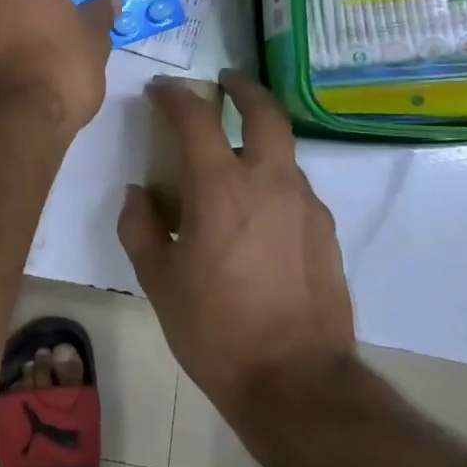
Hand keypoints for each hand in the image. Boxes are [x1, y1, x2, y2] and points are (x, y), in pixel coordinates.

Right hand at [117, 70, 356, 413]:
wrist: (296, 382)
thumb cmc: (214, 328)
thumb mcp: (157, 279)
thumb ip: (140, 226)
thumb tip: (140, 194)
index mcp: (220, 189)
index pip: (196, 120)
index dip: (174, 97)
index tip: (160, 91)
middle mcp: (269, 183)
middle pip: (265, 113)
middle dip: (243, 89)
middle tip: (224, 84)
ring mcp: (305, 206)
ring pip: (282, 153)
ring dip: (257, 141)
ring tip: (231, 163)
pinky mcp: (326, 232)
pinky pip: (294, 189)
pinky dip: (272, 181)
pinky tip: (255, 213)